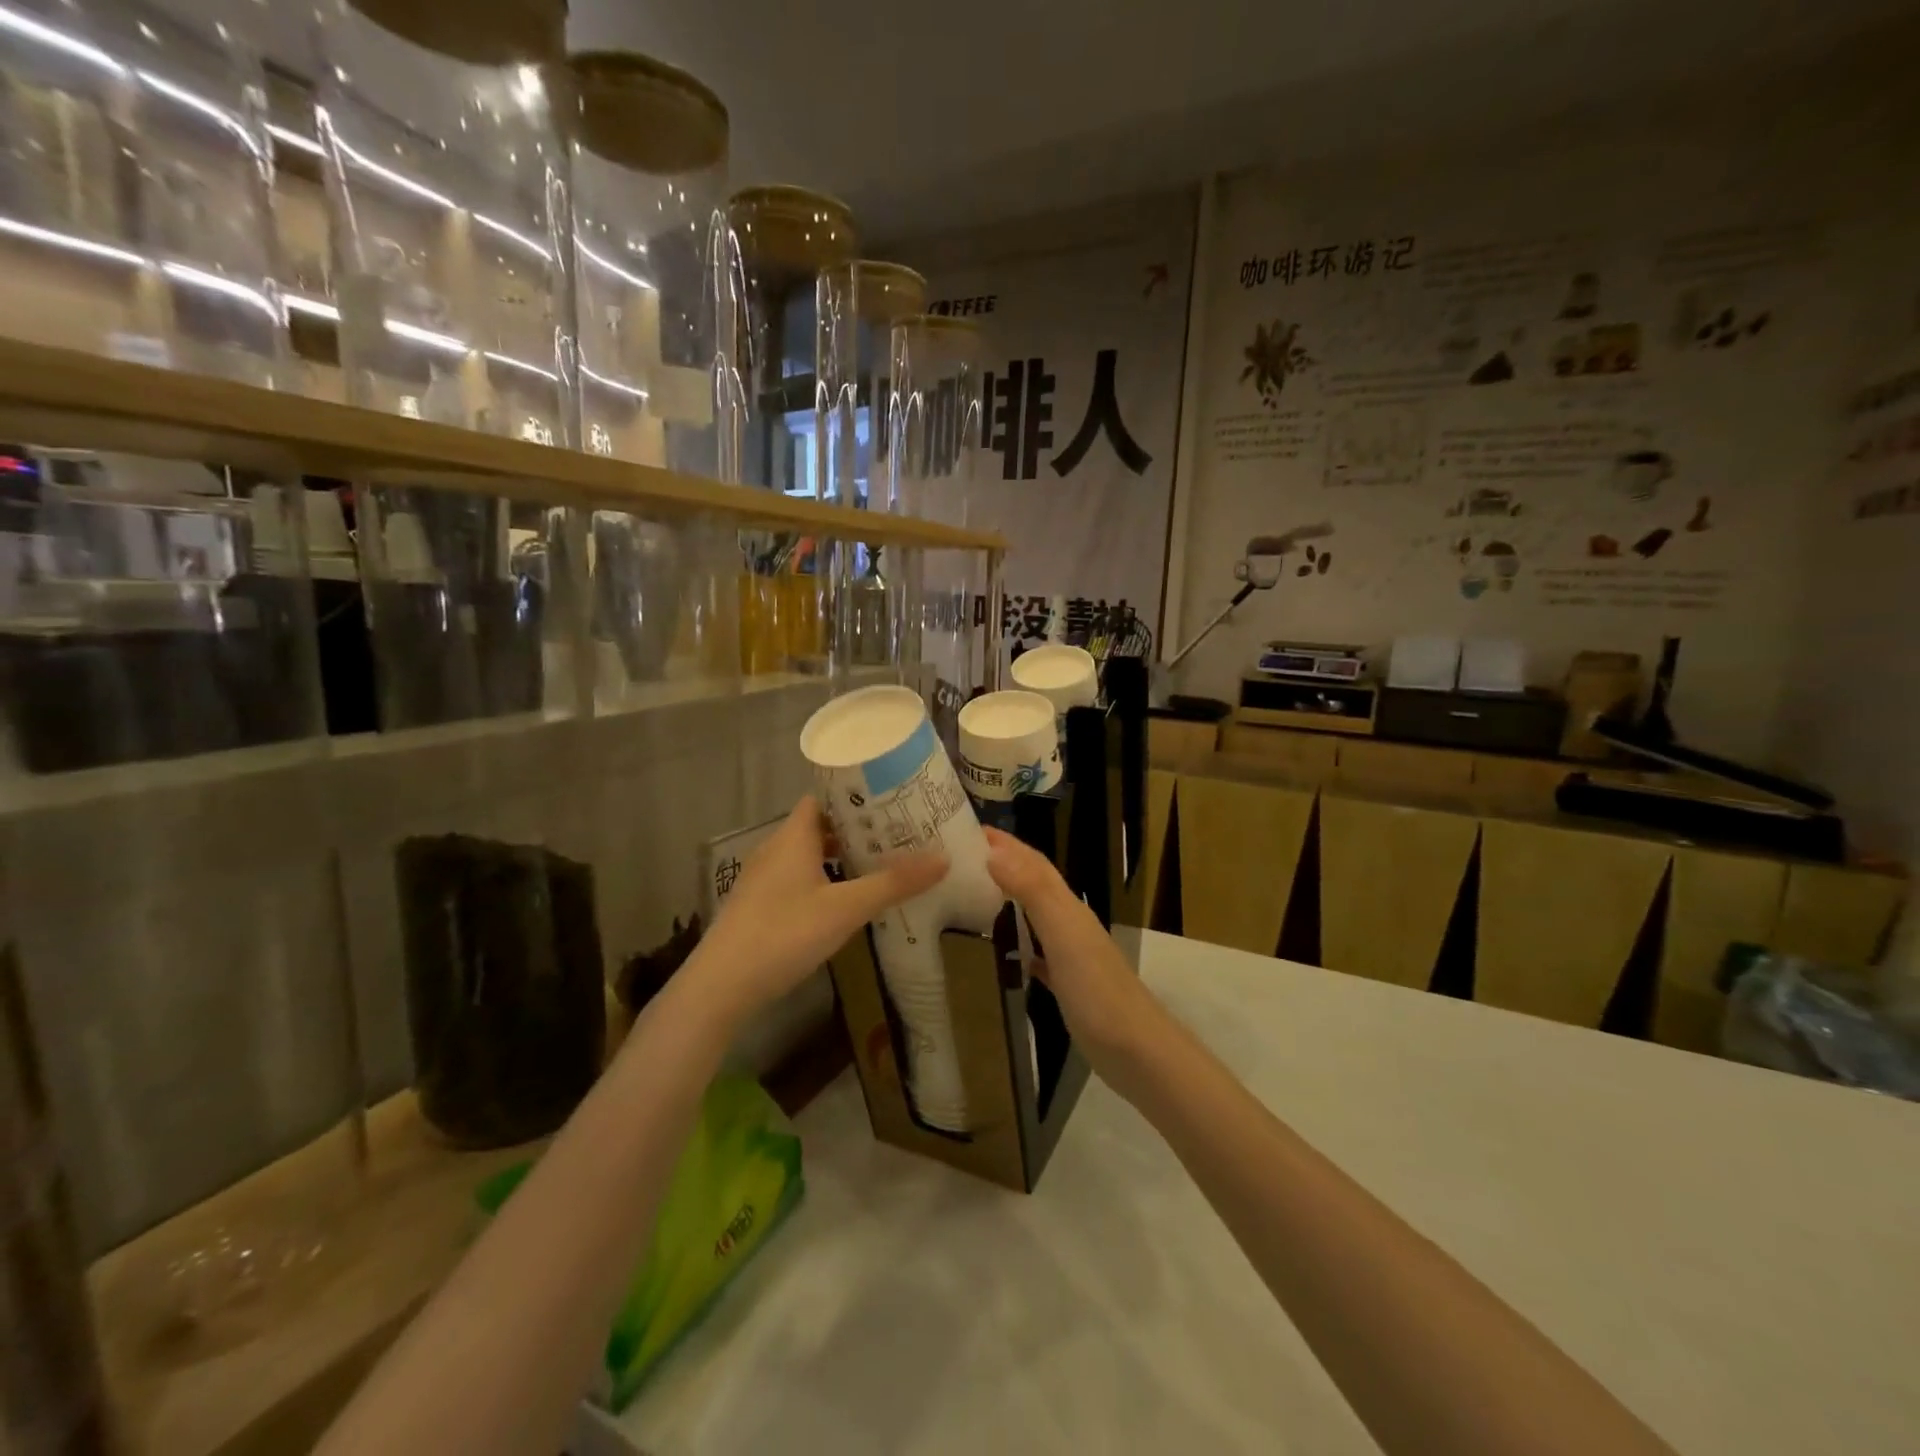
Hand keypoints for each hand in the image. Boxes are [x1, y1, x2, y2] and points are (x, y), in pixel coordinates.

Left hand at [682, 797, 947, 1026]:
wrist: (721, 986)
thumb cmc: (784, 934)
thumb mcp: (845, 908)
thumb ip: (892, 883)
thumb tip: (942, 858)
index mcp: (793, 836)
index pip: (824, 797)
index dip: (856, 794)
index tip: (892, 798)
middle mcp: (776, 849)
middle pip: (820, 825)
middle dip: (858, 828)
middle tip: (899, 832)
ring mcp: (764, 878)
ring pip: (810, 855)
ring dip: (842, 856)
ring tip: (882, 863)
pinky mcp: (760, 905)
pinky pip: (800, 878)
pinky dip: (826, 879)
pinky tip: (847, 900)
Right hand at [983, 827, 1158, 1073]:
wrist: (1137, 1052)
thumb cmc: (1097, 991)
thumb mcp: (1063, 934)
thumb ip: (1033, 891)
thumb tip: (994, 852)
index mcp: (1067, 907)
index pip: (1033, 862)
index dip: (1005, 843)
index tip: (966, 829)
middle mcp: (1069, 923)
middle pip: (1033, 882)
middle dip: (1001, 863)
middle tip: (958, 858)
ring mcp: (1070, 954)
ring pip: (1033, 914)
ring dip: (1006, 898)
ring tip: (969, 895)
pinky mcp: (1067, 984)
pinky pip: (1036, 951)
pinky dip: (1016, 941)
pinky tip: (999, 950)